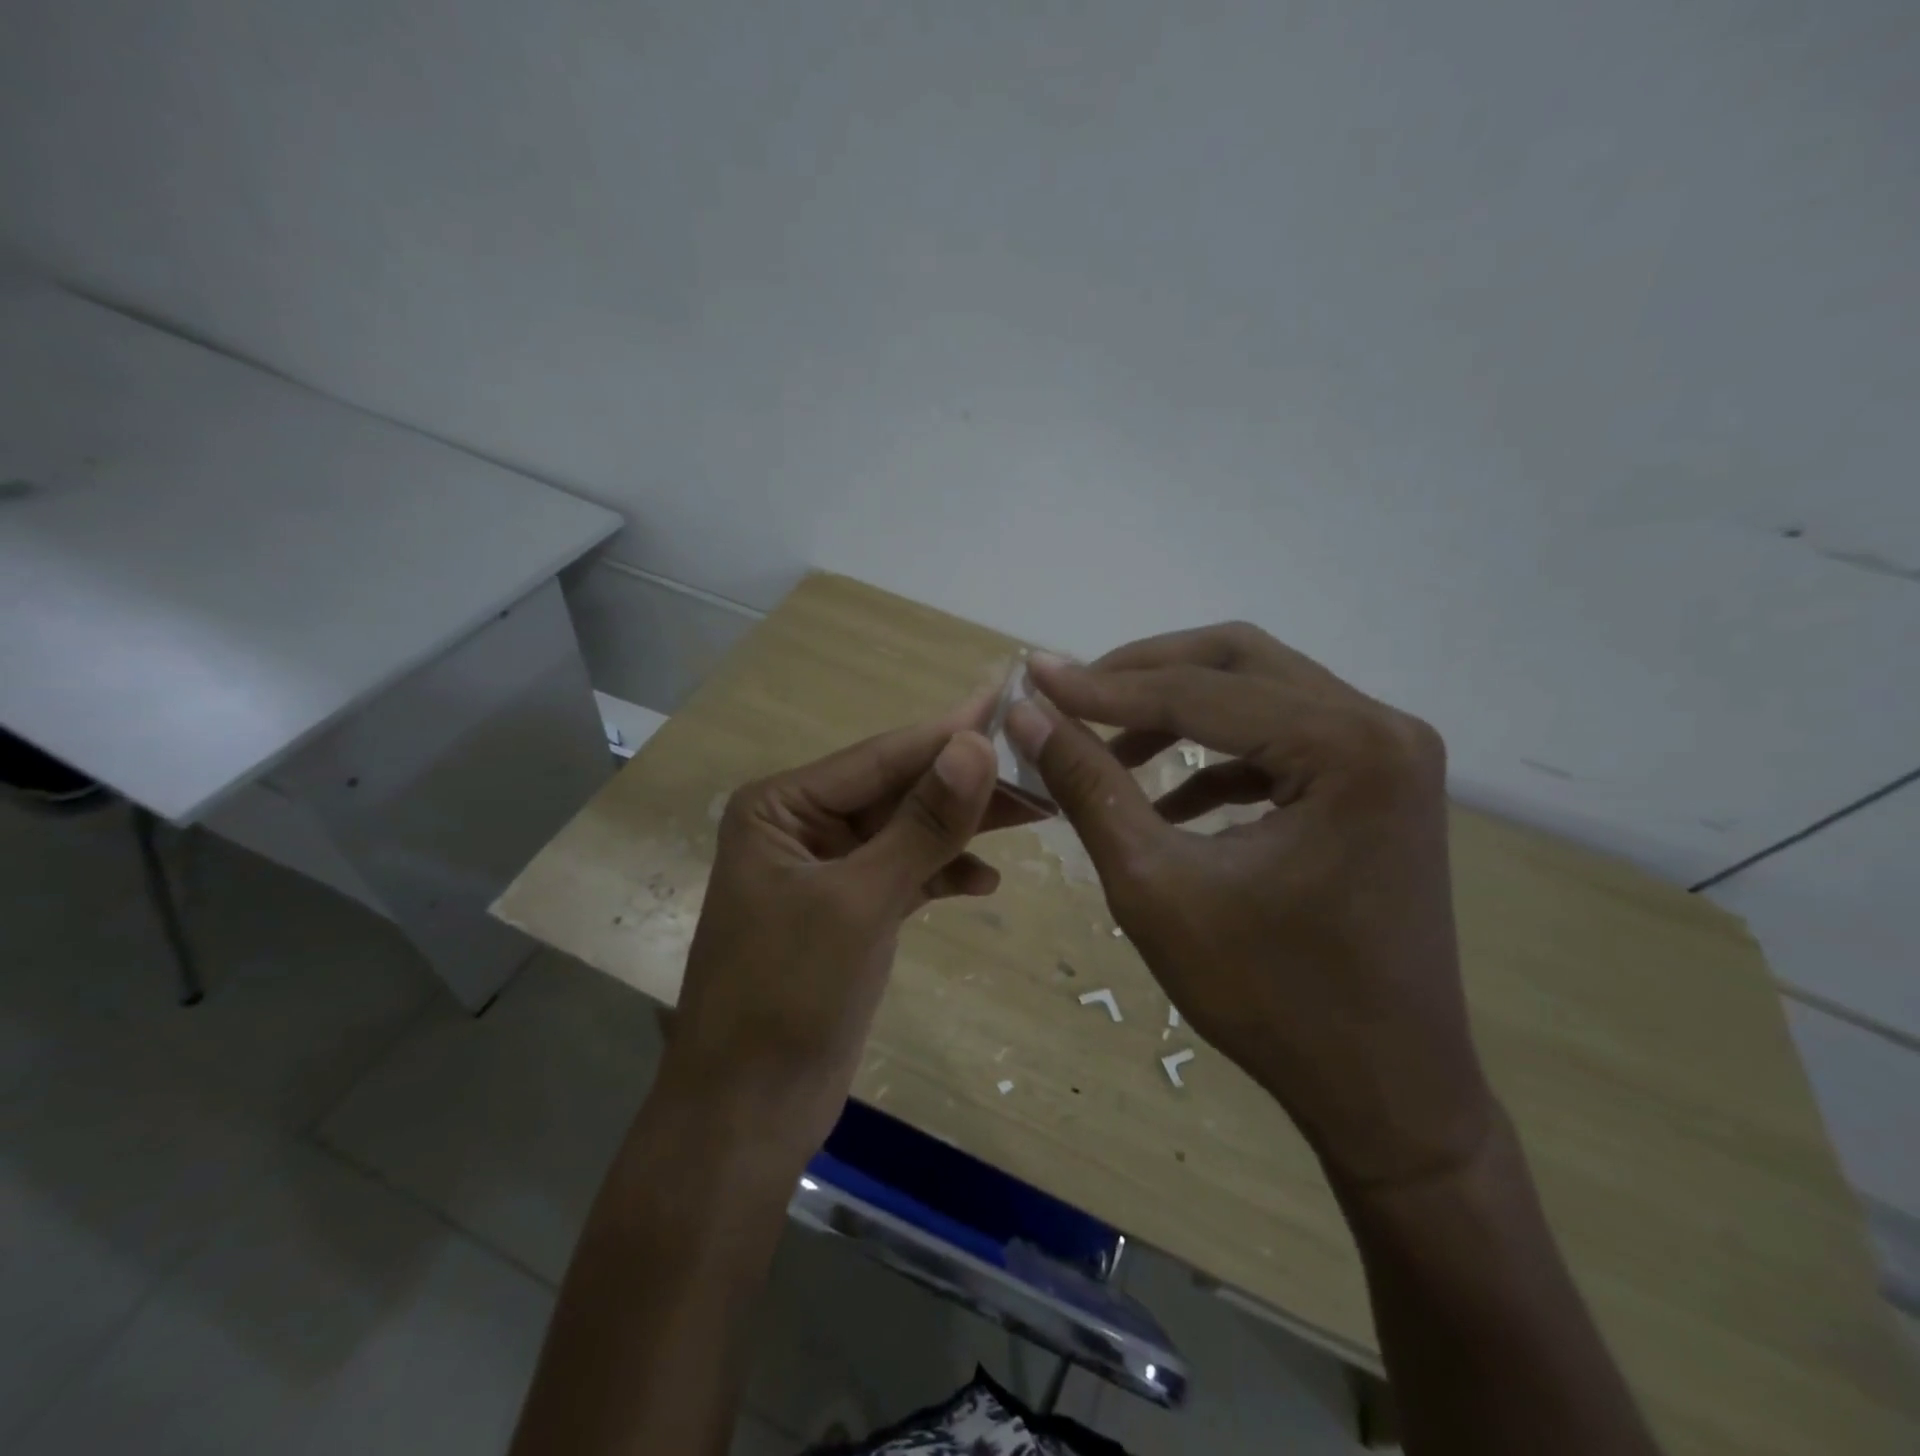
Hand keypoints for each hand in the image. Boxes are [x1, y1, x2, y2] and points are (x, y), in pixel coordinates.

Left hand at [663, 701, 1018, 1159]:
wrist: (747, 1114)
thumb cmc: (787, 997)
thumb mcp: (860, 902)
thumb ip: (922, 823)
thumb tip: (976, 744)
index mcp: (783, 806)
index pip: (882, 757)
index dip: (950, 733)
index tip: (1014, 704)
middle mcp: (803, 826)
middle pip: (899, 790)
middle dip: (965, 784)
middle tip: (1040, 767)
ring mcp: (830, 870)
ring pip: (908, 831)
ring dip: (963, 827)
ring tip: (1035, 816)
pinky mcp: (852, 911)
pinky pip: (906, 873)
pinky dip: (943, 873)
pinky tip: (985, 882)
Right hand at [1006, 624, 1494, 1191]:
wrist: (1384, 1092)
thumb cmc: (1270, 998)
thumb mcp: (1156, 886)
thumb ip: (1089, 786)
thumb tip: (1027, 714)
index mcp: (1347, 747)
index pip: (1201, 691)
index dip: (1104, 686)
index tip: (1030, 678)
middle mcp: (1381, 728)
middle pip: (1239, 662)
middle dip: (1144, 674)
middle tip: (1070, 695)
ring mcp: (1386, 756)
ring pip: (1259, 692)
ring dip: (1176, 711)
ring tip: (1105, 744)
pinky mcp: (1374, 787)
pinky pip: (1279, 742)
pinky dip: (1214, 757)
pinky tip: (1162, 797)